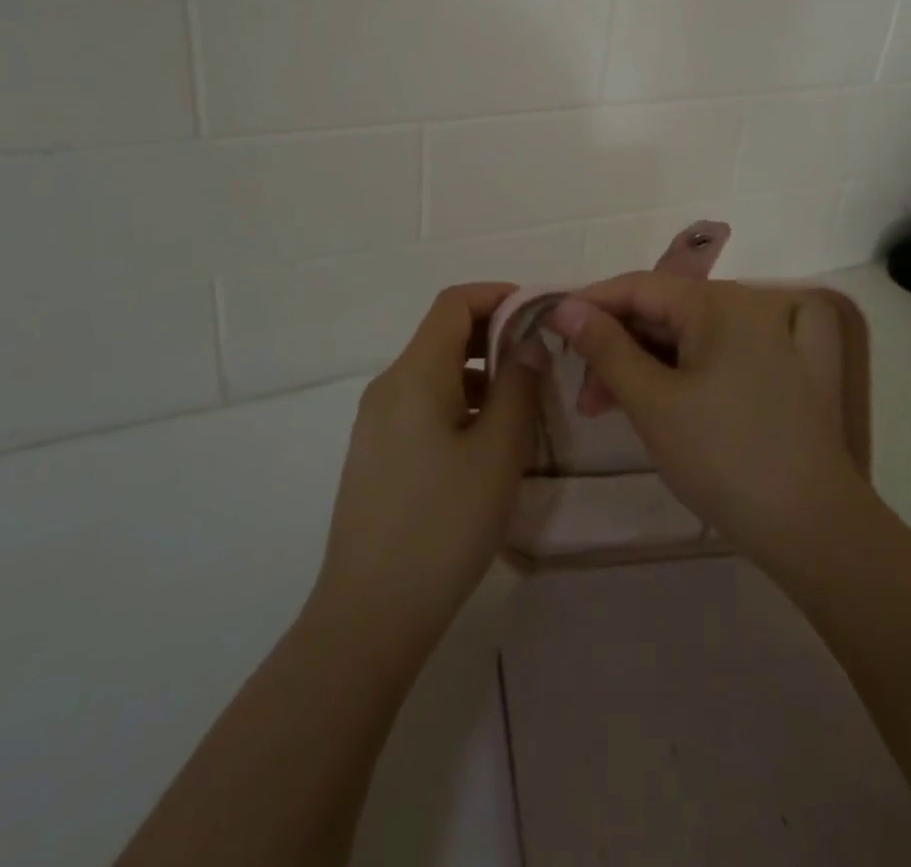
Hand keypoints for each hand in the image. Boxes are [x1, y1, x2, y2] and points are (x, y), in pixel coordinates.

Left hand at [307, 283, 537, 656]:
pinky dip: (458, 400)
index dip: (498, 295)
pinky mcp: (376, 452)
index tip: (539, 313)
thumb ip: (519, 386)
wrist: (370, 614)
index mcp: (414, 374)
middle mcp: (388, 386)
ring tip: (520, 403)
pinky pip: (421, 403)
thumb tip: (529, 342)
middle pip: (442, 334)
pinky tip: (484, 440)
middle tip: (540, 359)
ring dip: (479, 371)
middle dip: (493, 334)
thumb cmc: (444, 524)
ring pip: (434, 371)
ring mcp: (376, 421)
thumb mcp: (498, 452)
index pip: (454, 303)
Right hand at [549, 275, 864, 571]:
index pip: (637, 285)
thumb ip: (605, 347)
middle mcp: (742, 307)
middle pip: (659, 310)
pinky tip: (647, 406)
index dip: (588, 304)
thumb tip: (564, 306)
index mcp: (717, 302)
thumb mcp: (652, 401)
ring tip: (603, 409)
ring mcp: (761, 339)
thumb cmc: (722, 456)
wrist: (813, 526)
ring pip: (680, 337)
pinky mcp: (769, 370)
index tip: (547, 328)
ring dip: (638, 366)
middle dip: (613, 345)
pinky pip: (706, 356)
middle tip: (581, 391)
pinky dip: (671, 376)